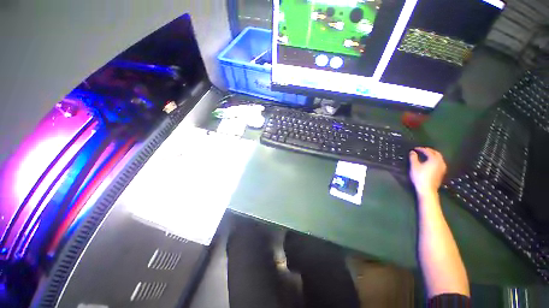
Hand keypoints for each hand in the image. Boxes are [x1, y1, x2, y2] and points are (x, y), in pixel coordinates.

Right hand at [409, 147, 446, 195]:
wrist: (427, 189)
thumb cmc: (420, 176)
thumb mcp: (414, 166)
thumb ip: (413, 158)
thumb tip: (412, 152)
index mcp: (434, 159)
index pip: (428, 151)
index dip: (421, 149)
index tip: (415, 148)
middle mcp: (440, 162)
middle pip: (436, 153)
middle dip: (429, 150)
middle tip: (422, 150)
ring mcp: (442, 167)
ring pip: (439, 158)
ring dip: (433, 155)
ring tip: (426, 155)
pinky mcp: (442, 172)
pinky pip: (439, 162)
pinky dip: (435, 160)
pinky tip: (430, 162)